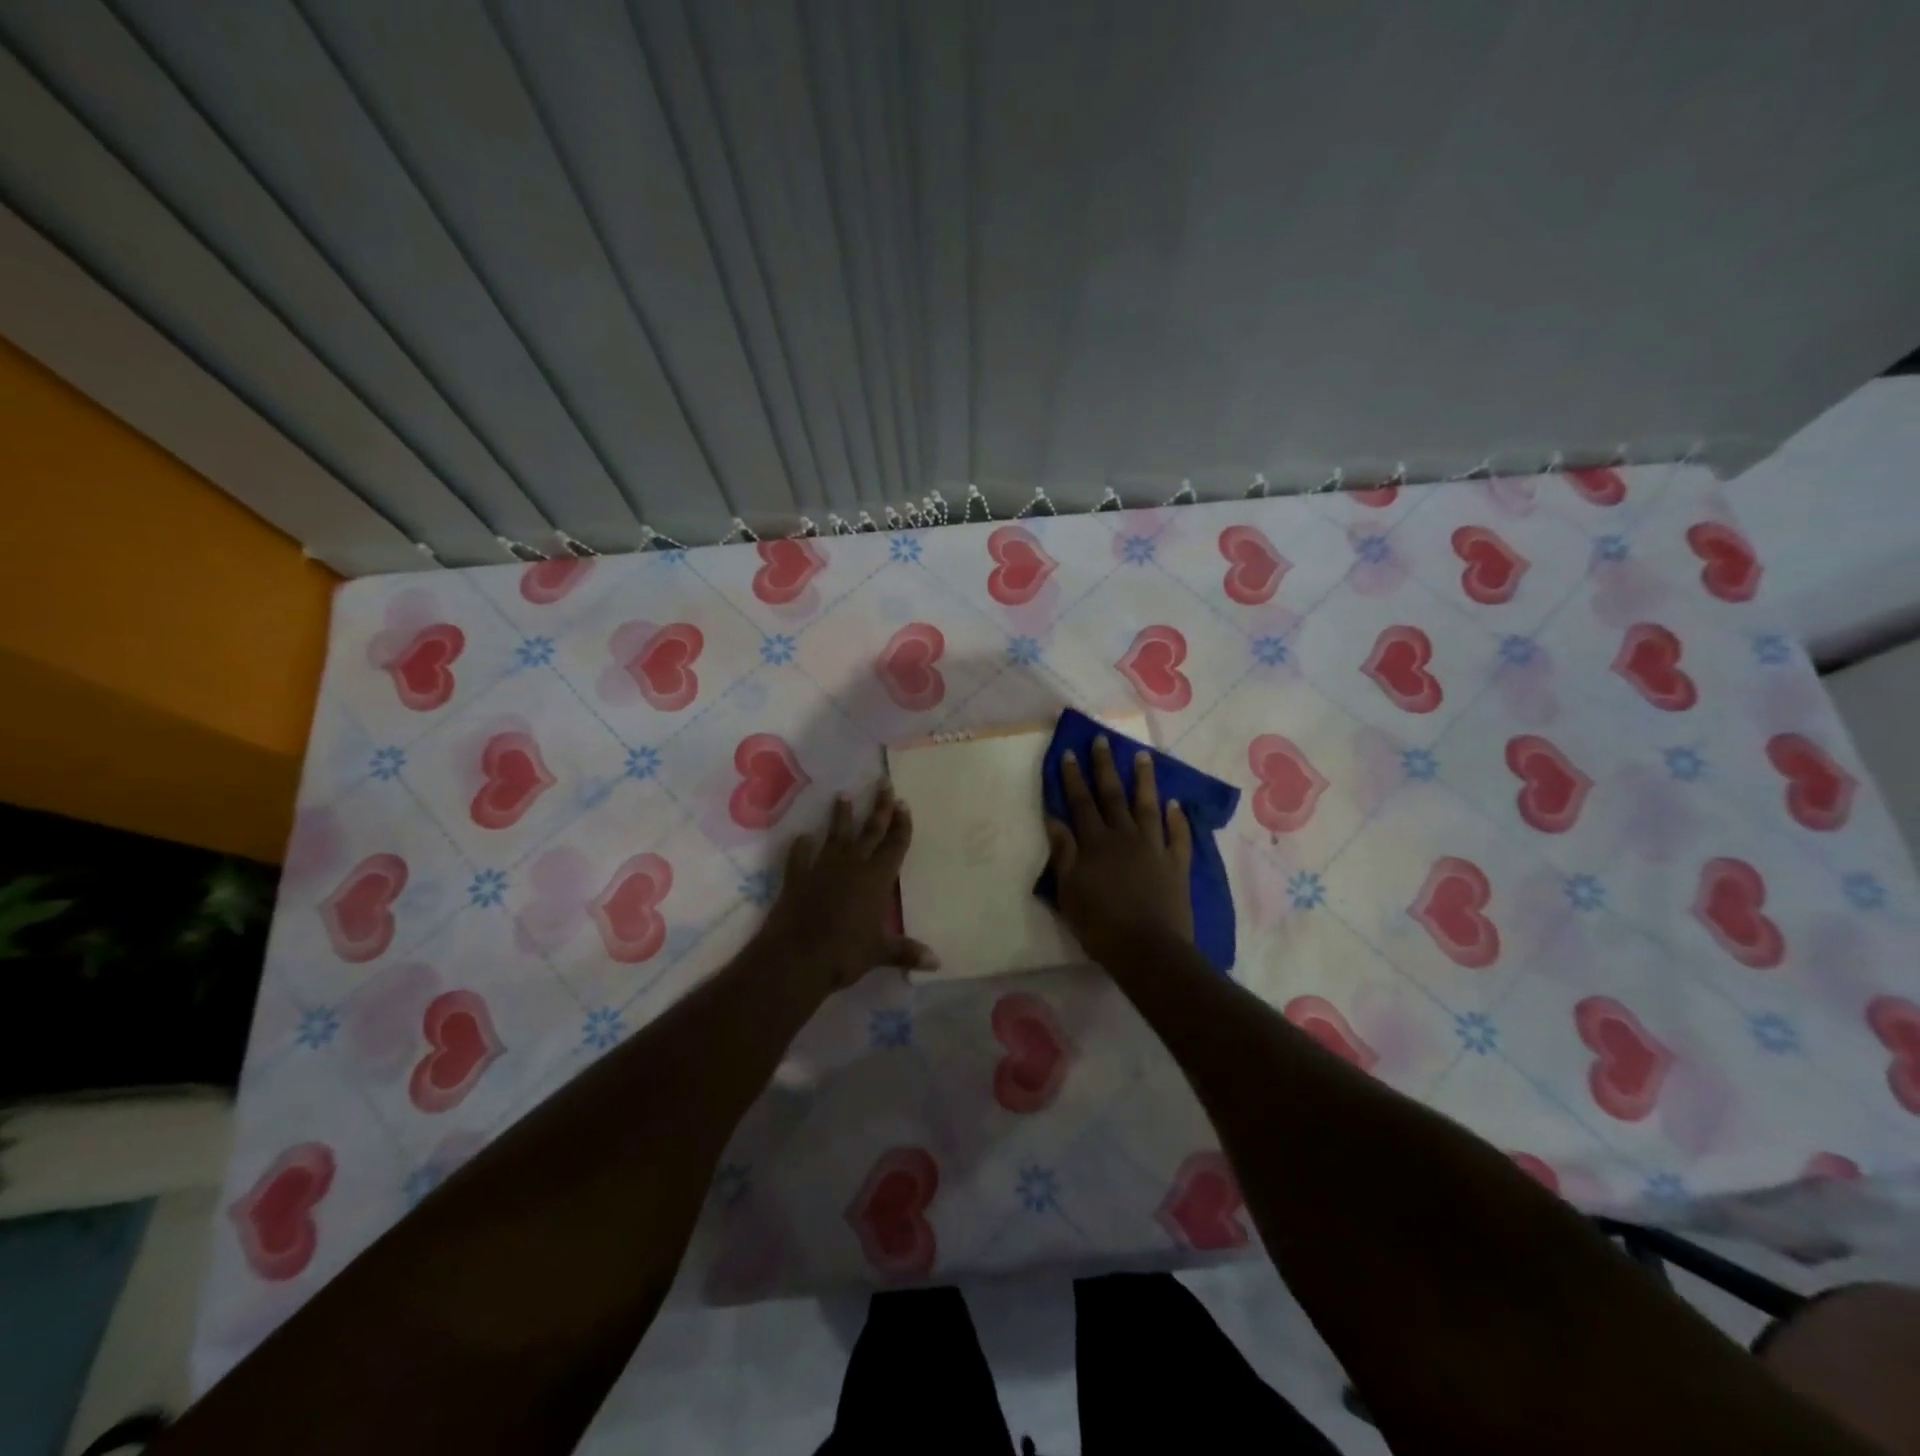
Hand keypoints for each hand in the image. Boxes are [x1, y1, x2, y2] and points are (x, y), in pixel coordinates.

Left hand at [753, 782, 937, 996]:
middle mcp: (852, 866)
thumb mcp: (879, 953)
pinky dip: (800, 847)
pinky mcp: (797, 879)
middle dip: (879, 808)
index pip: (893, 846)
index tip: (903, 803)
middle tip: (884, 784)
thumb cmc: (844, 954)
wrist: (795, 959)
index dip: (900, 825)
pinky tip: (801, 837)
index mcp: (876, 880)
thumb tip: (937, 962)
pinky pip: (799, 857)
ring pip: (836, 836)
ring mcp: (822, 869)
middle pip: (870, 832)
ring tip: (842, 795)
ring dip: (841, 817)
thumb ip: (906, 951)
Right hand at [1045, 736, 1193, 965]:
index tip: (1069, 752)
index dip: (1073, 777)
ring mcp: (1154, 848)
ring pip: (1148, 806)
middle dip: (1104, 766)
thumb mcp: (1069, 892)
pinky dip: (1178, 819)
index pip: (1080, 802)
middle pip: (1113, 795)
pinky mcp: (1176, 864)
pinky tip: (1176, 804)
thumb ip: (1064, 853)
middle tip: (1102, 739)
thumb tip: (1055, 819)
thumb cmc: (1100, 925)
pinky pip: (1179, 835)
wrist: (1148, 950)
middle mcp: (1124, 836)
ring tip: (1143, 756)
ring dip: (1144, 780)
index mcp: (1095, 843)